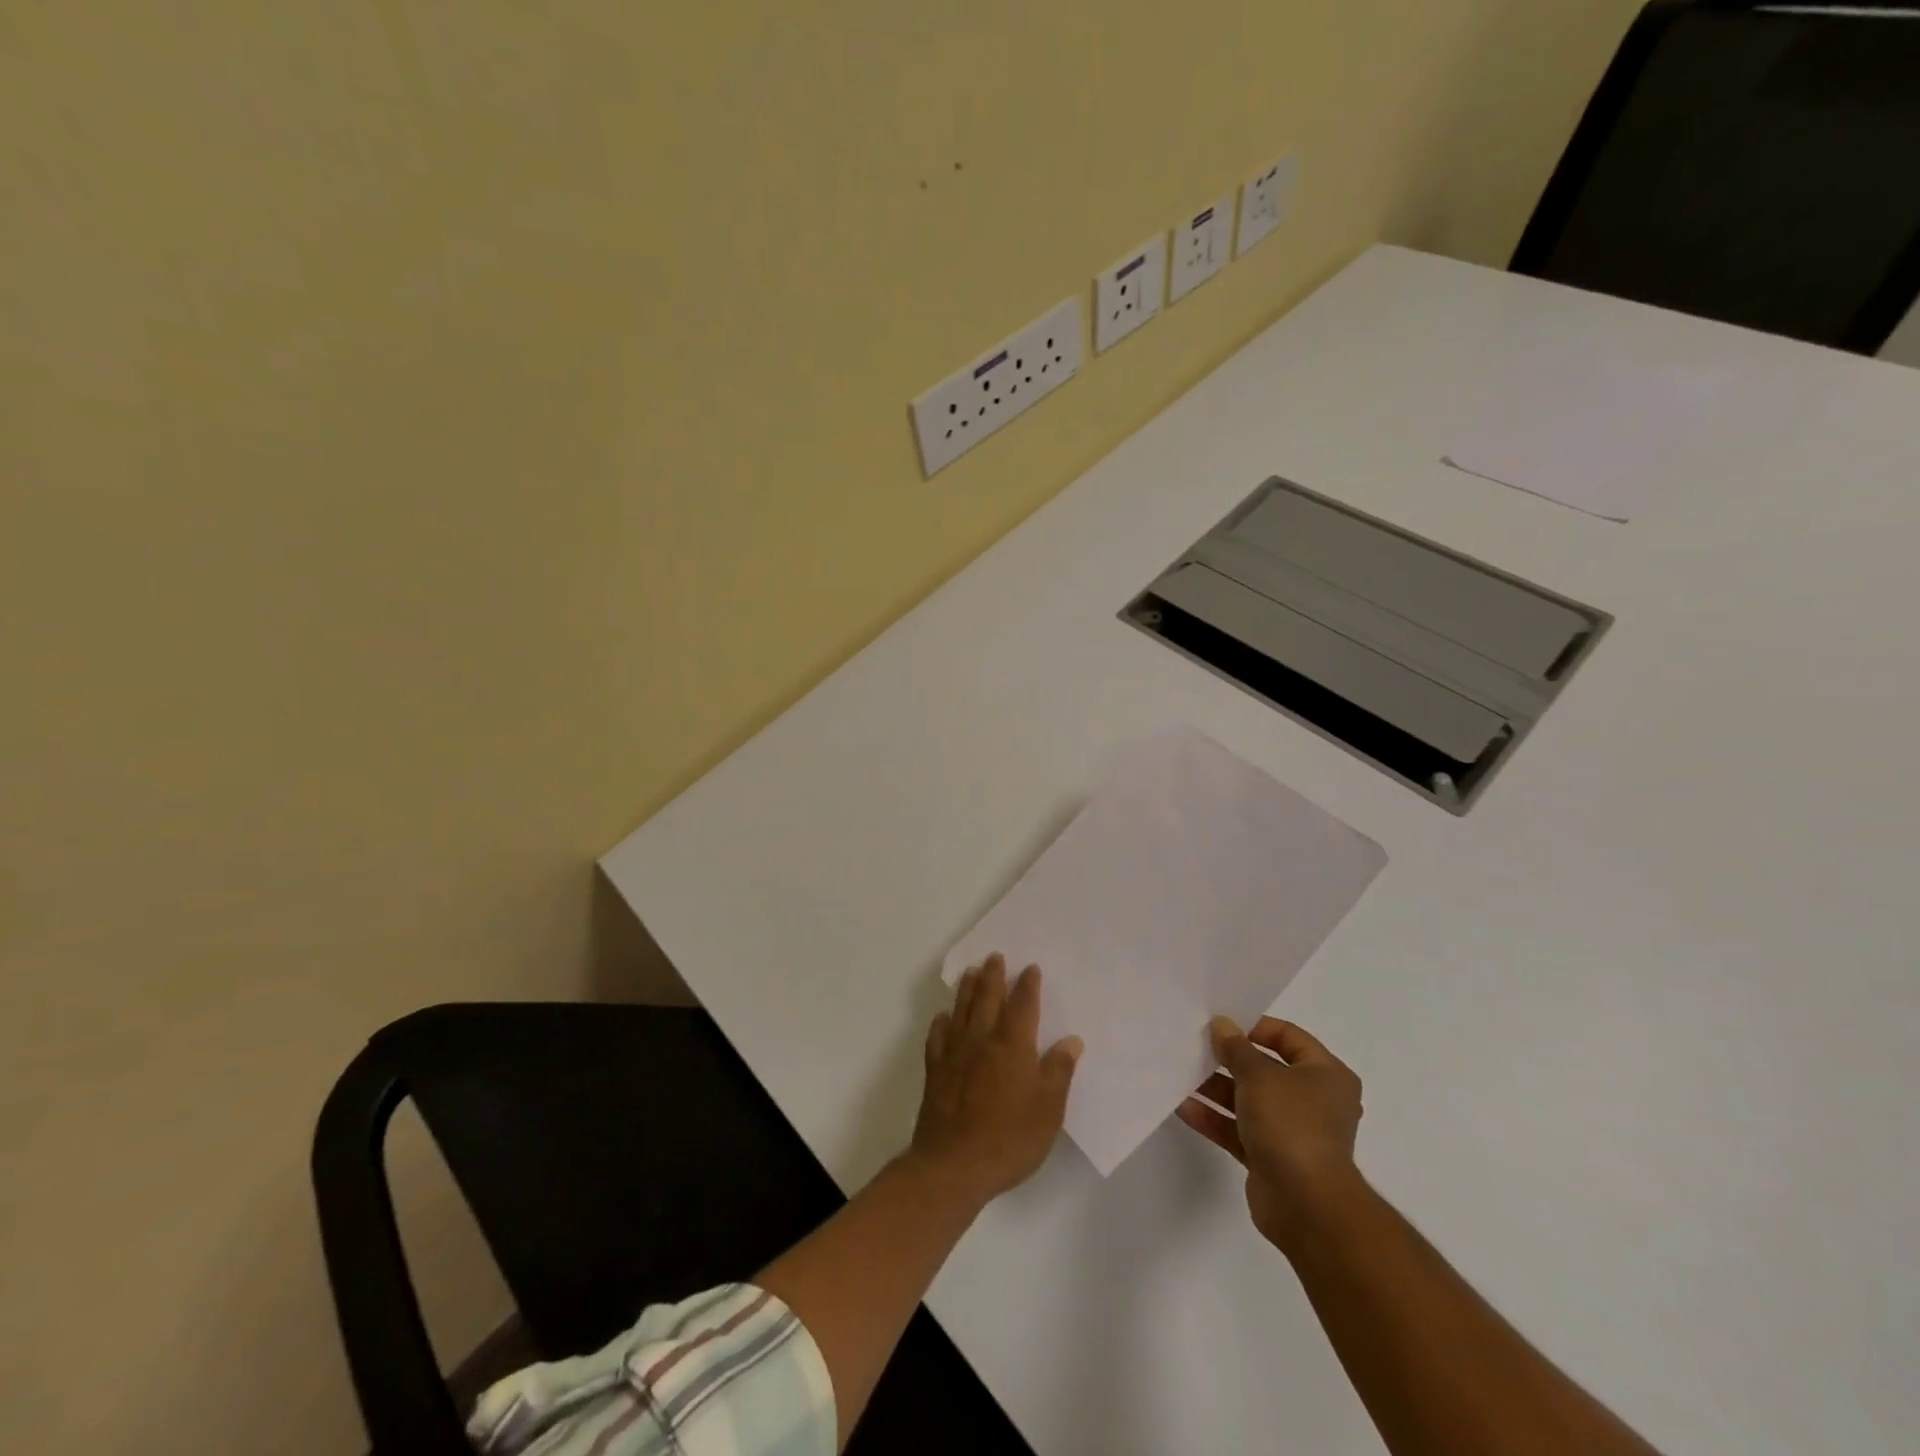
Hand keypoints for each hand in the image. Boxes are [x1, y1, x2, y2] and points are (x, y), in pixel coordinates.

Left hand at [908, 954, 1082, 1208]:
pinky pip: (937, 1037)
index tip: (1030, 968)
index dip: (1027, 985)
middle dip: (993, 976)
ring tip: (971, 972)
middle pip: (988, 999)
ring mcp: (955, 1054)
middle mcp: (982, 1040)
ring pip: (961, 1011)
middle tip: (995, 956)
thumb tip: (1072, 1040)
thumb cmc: (1009, 1138)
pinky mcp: (935, 1071)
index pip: (1023, 1006)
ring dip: (967, 989)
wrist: (954, 1165)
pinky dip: (941, 1023)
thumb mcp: (1048, 1110)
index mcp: (1013, 1046)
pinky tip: (943, 1017)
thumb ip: (1059, 1071)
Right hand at [1177, 1016, 1364, 1249]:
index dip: (1255, 1026)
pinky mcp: (1271, 1158)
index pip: (1289, 1037)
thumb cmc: (1292, 1124)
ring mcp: (1292, 1131)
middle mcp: (1313, 1100)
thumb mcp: (1259, 1075)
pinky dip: (1214, 1118)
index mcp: (1325, 1075)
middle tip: (1196, 1045)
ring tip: (1181, 1072)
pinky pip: (1238, 1130)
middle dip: (1229, 1059)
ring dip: (1216, 1088)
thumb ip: (1236, 1048)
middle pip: (1265, 1069)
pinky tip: (1183, 1106)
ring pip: (1248, 1100)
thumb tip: (1222, 1025)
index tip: (1222, 1023)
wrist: (1306, 1205)